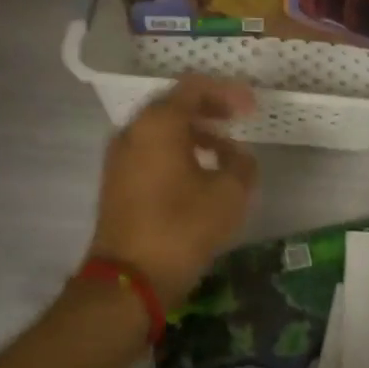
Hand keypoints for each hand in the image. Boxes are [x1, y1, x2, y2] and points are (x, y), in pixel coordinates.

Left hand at [88, 75, 258, 306]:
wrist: (128, 280)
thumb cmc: (182, 228)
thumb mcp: (230, 194)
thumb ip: (242, 164)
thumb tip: (237, 155)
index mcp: (158, 123)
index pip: (194, 87)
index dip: (228, 91)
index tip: (252, 107)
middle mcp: (133, 131)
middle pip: (174, 104)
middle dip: (209, 108)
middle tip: (238, 119)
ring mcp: (119, 157)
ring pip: (161, 129)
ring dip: (194, 132)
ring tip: (224, 151)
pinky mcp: (116, 181)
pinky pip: (150, 151)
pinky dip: (176, 150)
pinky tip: (200, 173)